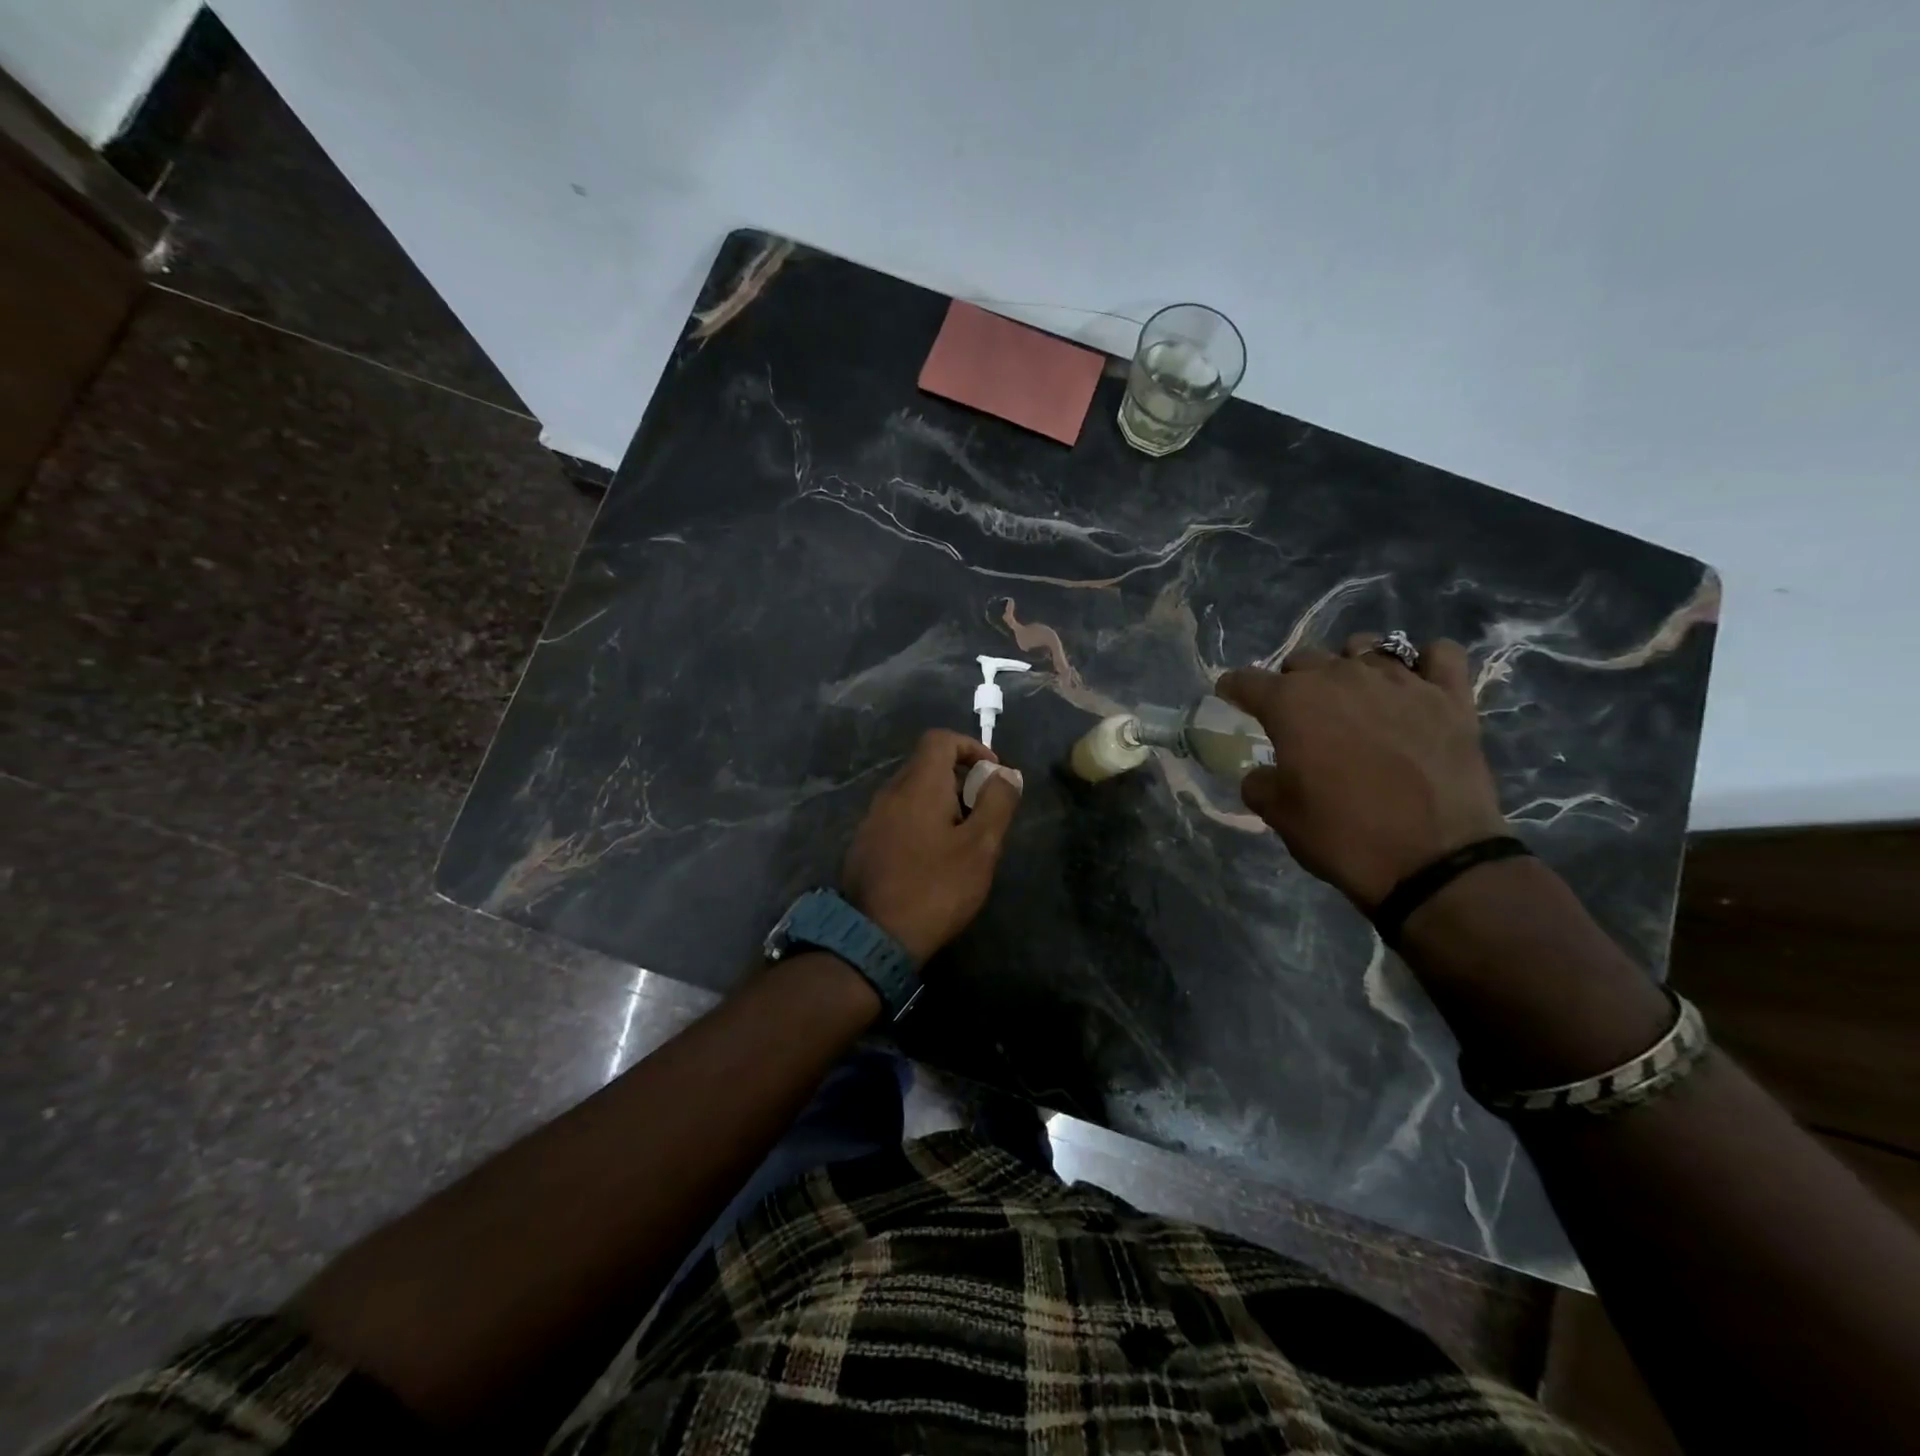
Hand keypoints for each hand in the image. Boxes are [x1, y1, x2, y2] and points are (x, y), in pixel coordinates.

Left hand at [840, 729, 1022, 962]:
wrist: (874, 936)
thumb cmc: (935, 887)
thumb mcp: (980, 846)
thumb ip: (997, 802)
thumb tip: (1006, 773)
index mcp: (918, 785)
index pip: (941, 739)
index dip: (971, 748)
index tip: (992, 776)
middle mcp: (890, 793)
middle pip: (927, 765)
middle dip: (961, 779)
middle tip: (984, 814)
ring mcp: (872, 819)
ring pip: (913, 793)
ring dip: (942, 803)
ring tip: (963, 840)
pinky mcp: (865, 844)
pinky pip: (899, 816)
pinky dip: (922, 822)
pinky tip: (934, 859)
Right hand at [1218, 635, 1506, 908]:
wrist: (1434, 863)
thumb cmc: (1343, 835)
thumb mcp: (1279, 815)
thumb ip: (1259, 782)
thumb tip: (1263, 773)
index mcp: (1292, 703)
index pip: (1246, 680)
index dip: (1233, 690)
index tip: (1231, 700)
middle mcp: (1342, 677)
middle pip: (1304, 660)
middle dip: (1291, 682)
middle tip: (1297, 716)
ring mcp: (1400, 682)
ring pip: (1364, 648)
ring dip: (1348, 666)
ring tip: (1354, 696)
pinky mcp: (1451, 697)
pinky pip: (1439, 654)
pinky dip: (1423, 663)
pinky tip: (1415, 684)